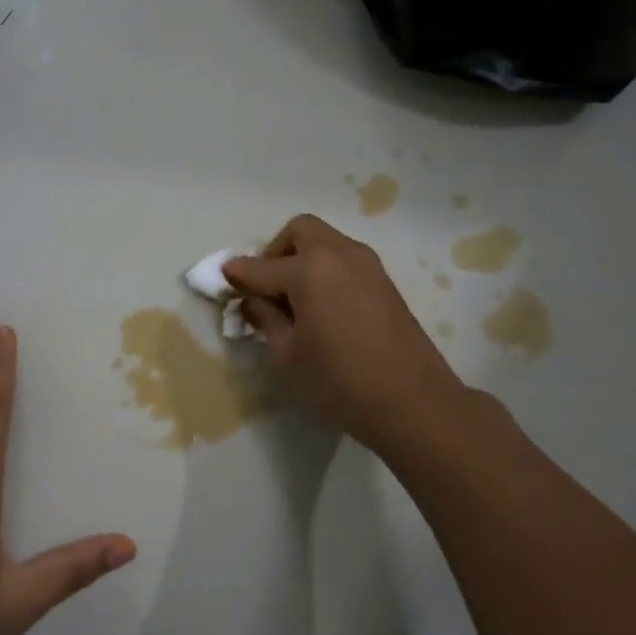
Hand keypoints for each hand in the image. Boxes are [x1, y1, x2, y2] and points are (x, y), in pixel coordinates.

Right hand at [224, 216, 467, 453]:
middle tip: (267, 287)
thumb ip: (264, 319)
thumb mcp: (285, 356)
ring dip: (303, 259)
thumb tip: (253, 300)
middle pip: (300, 231)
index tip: (222, 282)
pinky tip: (322, 307)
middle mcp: (339, 254)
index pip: (260, 266)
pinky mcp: (385, 282)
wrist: (413, 402)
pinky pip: (344, 261)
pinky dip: (326, 271)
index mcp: (309, 268)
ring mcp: (367, 265)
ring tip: (294, 300)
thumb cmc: (338, 381)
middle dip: (275, 252)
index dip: (237, 275)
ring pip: (326, 242)